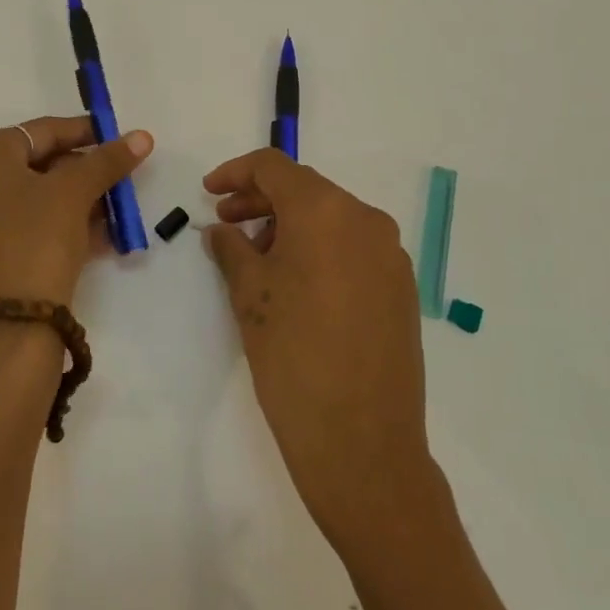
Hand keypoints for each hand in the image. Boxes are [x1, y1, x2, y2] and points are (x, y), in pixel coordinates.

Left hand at [0, 117, 152, 317]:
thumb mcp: (75, 194)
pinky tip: (90, 240)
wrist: (3, 332)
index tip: (117, 139)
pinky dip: (50, 228)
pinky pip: (15, 230)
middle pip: (31, 166)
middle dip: (79, 174)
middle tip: (116, 182)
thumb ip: (107, 161)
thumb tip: (141, 136)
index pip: (39, 131)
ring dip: (70, 204)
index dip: (84, 132)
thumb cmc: (35, 242)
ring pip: (25, 202)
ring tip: (111, 215)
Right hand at [204, 149, 430, 546]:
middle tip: (226, 225)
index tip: (209, 194)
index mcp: (326, 211)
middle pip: (306, 191)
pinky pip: (353, 248)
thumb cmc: (293, 356)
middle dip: (261, 201)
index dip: (236, 173)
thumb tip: (224, 230)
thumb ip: (232, 248)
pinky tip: (295, 283)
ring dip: (290, 227)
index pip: (275, 168)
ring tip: (257, 260)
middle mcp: (366, 220)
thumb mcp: (249, 295)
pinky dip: (319, 250)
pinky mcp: (401, 288)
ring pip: (331, 219)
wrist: (362, 442)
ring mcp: (390, 254)